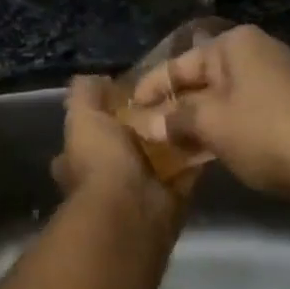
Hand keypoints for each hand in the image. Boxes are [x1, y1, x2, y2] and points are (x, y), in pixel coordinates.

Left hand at [51, 75, 188, 222]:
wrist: (130, 210)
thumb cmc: (100, 161)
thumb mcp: (83, 117)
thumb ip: (85, 94)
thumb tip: (97, 78)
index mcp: (80, 159)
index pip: (90, 132)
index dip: (104, 114)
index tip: (126, 95)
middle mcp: (107, 177)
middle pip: (128, 145)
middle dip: (144, 127)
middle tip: (169, 98)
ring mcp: (139, 191)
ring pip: (158, 157)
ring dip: (173, 139)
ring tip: (194, 108)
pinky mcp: (171, 198)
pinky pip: (186, 171)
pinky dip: (196, 156)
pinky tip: (209, 131)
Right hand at [129, 25, 289, 216]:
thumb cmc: (269, 134)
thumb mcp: (213, 125)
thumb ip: (175, 120)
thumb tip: (145, 124)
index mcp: (234, 46)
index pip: (177, 64)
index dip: (149, 89)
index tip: (124, 112)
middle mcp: (253, 57)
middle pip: (198, 82)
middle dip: (170, 109)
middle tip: (139, 135)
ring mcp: (272, 85)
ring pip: (219, 103)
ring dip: (193, 126)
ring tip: (161, 152)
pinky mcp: (285, 114)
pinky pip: (239, 119)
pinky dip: (218, 134)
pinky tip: (197, 158)